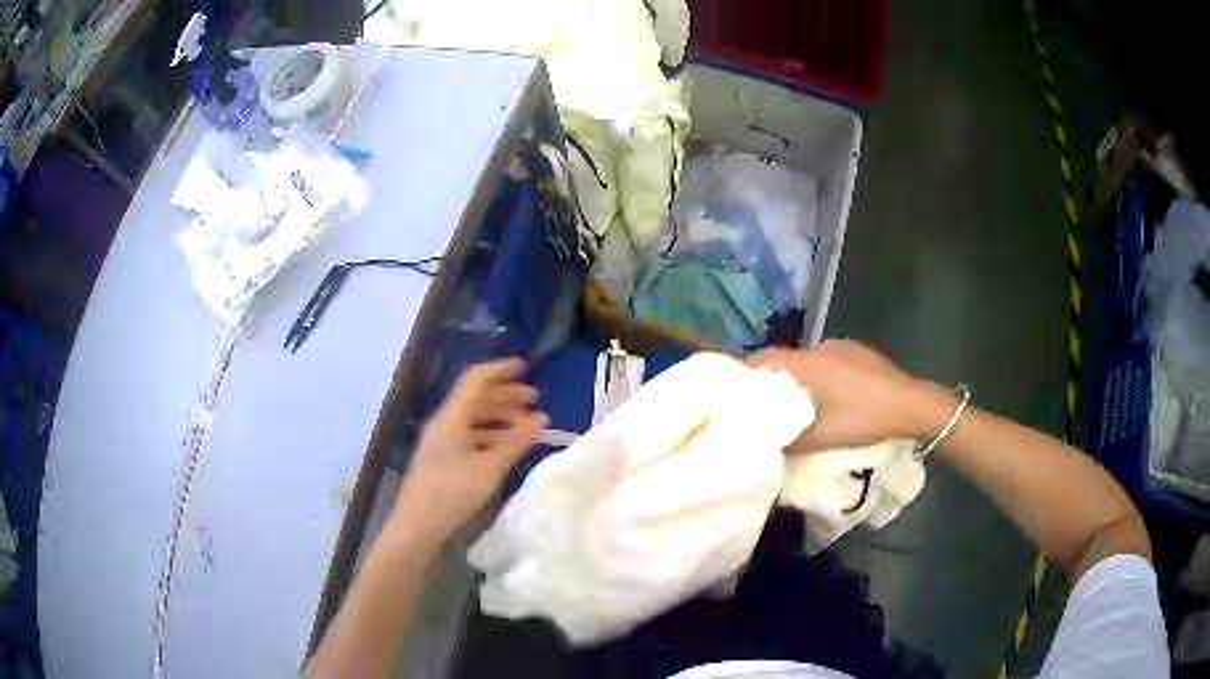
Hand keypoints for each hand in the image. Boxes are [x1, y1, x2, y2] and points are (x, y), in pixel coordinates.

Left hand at [392, 358, 546, 543]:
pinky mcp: (443, 461)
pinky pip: (471, 438)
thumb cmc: (451, 493)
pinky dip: (492, 437)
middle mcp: (444, 424)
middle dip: (507, 397)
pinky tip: (508, 449)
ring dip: (501, 419)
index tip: (526, 368)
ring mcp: (442, 443)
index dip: (501, 370)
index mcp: (451, 419)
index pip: (476, 381)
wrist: (417, 527)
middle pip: (476, 399)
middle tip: (536, 402)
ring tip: (527, 428)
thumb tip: (542, 418)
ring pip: (474, 420)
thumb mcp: (489, 468)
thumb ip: (516, 442)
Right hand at [748, 340, 950, 452]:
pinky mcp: (857, 351)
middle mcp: (818, 348)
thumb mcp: (821, 438)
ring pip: (804, 360)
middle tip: (760, 403)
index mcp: (806, 364)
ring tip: (793, 402)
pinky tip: (827, 396)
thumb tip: (763, 443)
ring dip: (794, 377)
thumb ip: (788, 440)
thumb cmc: (864, 419)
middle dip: (768, 378)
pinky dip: (816, 375)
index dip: (742, 373)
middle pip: (782, 359)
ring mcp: (840, 347)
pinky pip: (825, 360)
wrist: (911, 405)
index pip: (762, 360)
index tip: (732, 393)